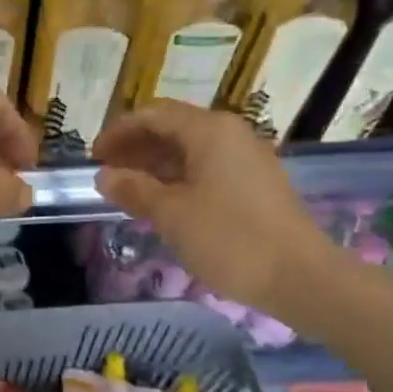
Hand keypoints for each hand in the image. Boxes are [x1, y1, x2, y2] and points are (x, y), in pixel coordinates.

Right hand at [92, 102, 337, 314]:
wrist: (300, 277)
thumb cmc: (229, 239)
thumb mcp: (171, 215)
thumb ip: (134, 189)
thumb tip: (104, 176)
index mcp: (209, 131)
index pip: (153, 115)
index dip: (119, 131)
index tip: (93, 156)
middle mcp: (230, 134)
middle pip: (173, 128)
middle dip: (135, 147)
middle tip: (106, 174)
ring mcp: (246, 159)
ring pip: (190, 151)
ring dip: (155, 166)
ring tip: (126, 191)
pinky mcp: (255, 184)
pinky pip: (207, 169)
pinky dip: (178, 179)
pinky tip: (161, 203)